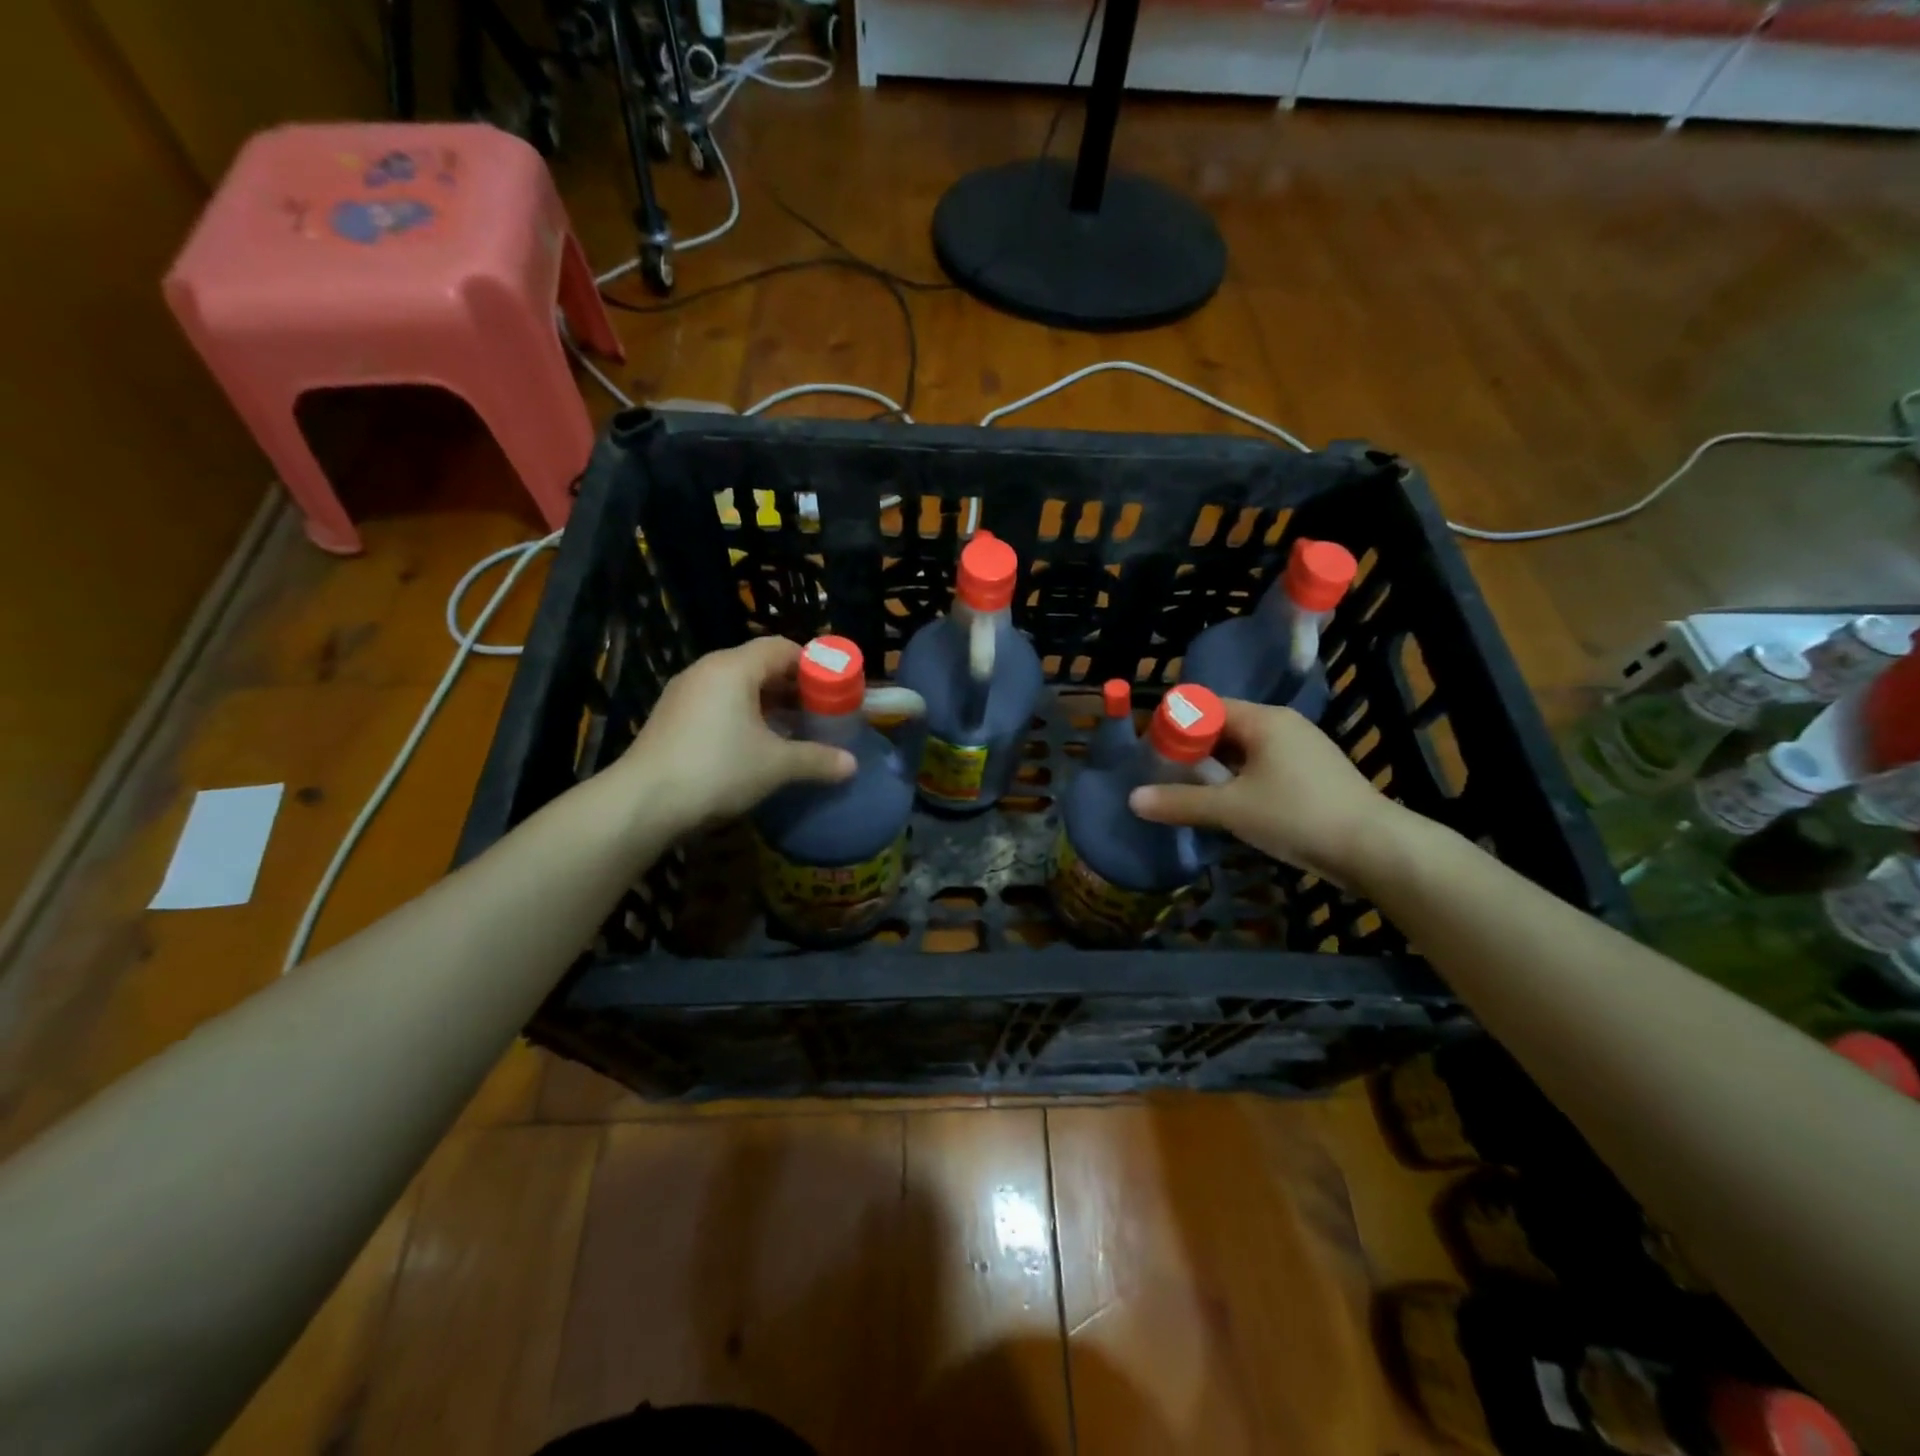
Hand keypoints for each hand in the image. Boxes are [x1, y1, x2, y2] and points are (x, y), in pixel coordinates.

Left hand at [612, 637, 855, 831]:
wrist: (643, 803)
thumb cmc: (717, 769)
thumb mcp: (776, 765)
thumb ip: (817, 759)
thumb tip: (852, 765)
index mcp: (734, 667)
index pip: (782, 648)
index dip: (813, 664)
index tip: (834, 688)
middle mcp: (707, 670)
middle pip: (759, 665)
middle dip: (793, 687)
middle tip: (819, 711)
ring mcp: (685, 693)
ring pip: (738, 687)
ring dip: (769, 704)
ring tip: (794, 729)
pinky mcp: (672, 717)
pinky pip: (718, 704)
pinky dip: (744, 716)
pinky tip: (757, 745)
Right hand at [1129, 700, 1408, 887]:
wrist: (1374, 848)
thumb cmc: (1297, 815)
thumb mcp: (1231, 809)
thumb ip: (1180, 802)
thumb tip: (1132, 800)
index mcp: (1264, 720)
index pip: (1207, 707)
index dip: (1176, 724)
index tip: (1151, 749)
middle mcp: (1283, 726)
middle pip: (1225, 727)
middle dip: (1192, 748)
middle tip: (1164, 774)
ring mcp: (1302, 750)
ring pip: (1244, 750)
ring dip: (1215, 767)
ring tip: (1187, 791)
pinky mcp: (1312, 775)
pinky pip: (1263, 767)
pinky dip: (1238, 779)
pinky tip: (1226, 804)